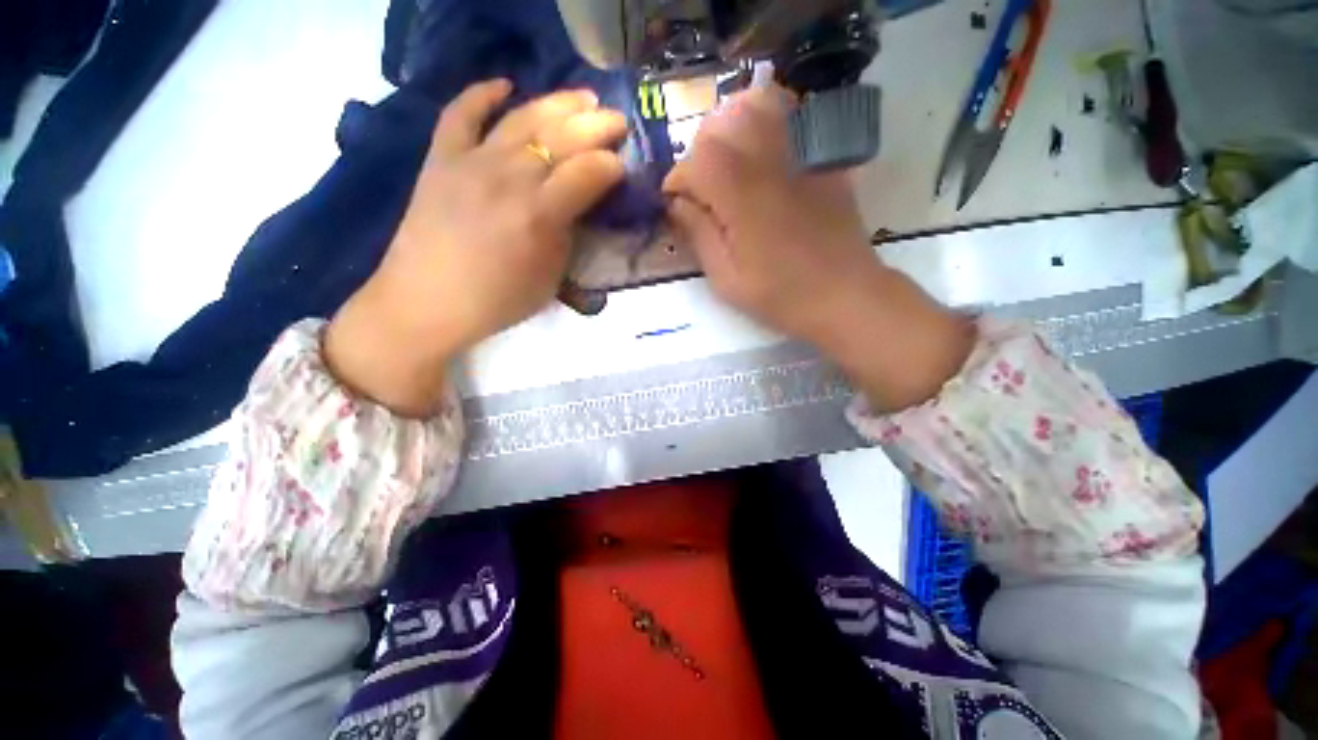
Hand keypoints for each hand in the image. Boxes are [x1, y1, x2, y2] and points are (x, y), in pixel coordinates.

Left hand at [326, 80, 626, 414]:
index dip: (611, 165)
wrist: (427, 303)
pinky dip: (482, 94)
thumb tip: (577, 205)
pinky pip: (461, 114)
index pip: (587, 174)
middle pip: (561, 137)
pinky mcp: (440, 158)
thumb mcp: (550, 277)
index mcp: (539, 214)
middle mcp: (508, 178)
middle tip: (618, 121)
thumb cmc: (498, 301)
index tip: (624, 166)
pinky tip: (505, 85)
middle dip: (597, 126)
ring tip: (583, 97)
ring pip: (521, 118)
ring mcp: (470, 161)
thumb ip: (567, 235)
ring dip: (558, 103)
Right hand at [664, 85, 972, 410]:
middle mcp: (768, 159)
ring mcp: (801, 151)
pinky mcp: (822, 155)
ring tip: (728, 160)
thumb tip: (677, 204)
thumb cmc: (780, 294)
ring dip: (731, 126)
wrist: (844, 293)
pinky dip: (768, 118)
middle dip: (699, 152)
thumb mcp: (726, 278)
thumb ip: (698, 235)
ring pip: (757, 103)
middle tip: (701, 188)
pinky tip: (762, 148)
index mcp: (740, 195)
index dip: (677, 183)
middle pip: (721, 123)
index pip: (694, 162)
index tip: (677, 207)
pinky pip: (793, 112)